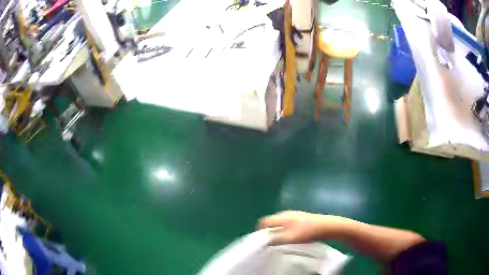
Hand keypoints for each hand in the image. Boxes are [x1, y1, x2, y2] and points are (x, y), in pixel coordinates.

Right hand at [258, 211, 348, 244]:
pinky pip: (288, 223)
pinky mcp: (301, 217)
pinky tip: (293, 236)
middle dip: (270, 232)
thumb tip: (264, 241)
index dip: (260, 231)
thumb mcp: (289, 238)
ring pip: (280, 223)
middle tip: (272, 242)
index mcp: (281, 217)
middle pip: (272, 222)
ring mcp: (294, 214)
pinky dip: (286, 230)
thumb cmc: (307, 232)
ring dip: (278, 231)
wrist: (326, 226)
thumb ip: (275, 239)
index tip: (263, 241)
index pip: (264, 221)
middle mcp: (286, 213)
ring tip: (283, 240)